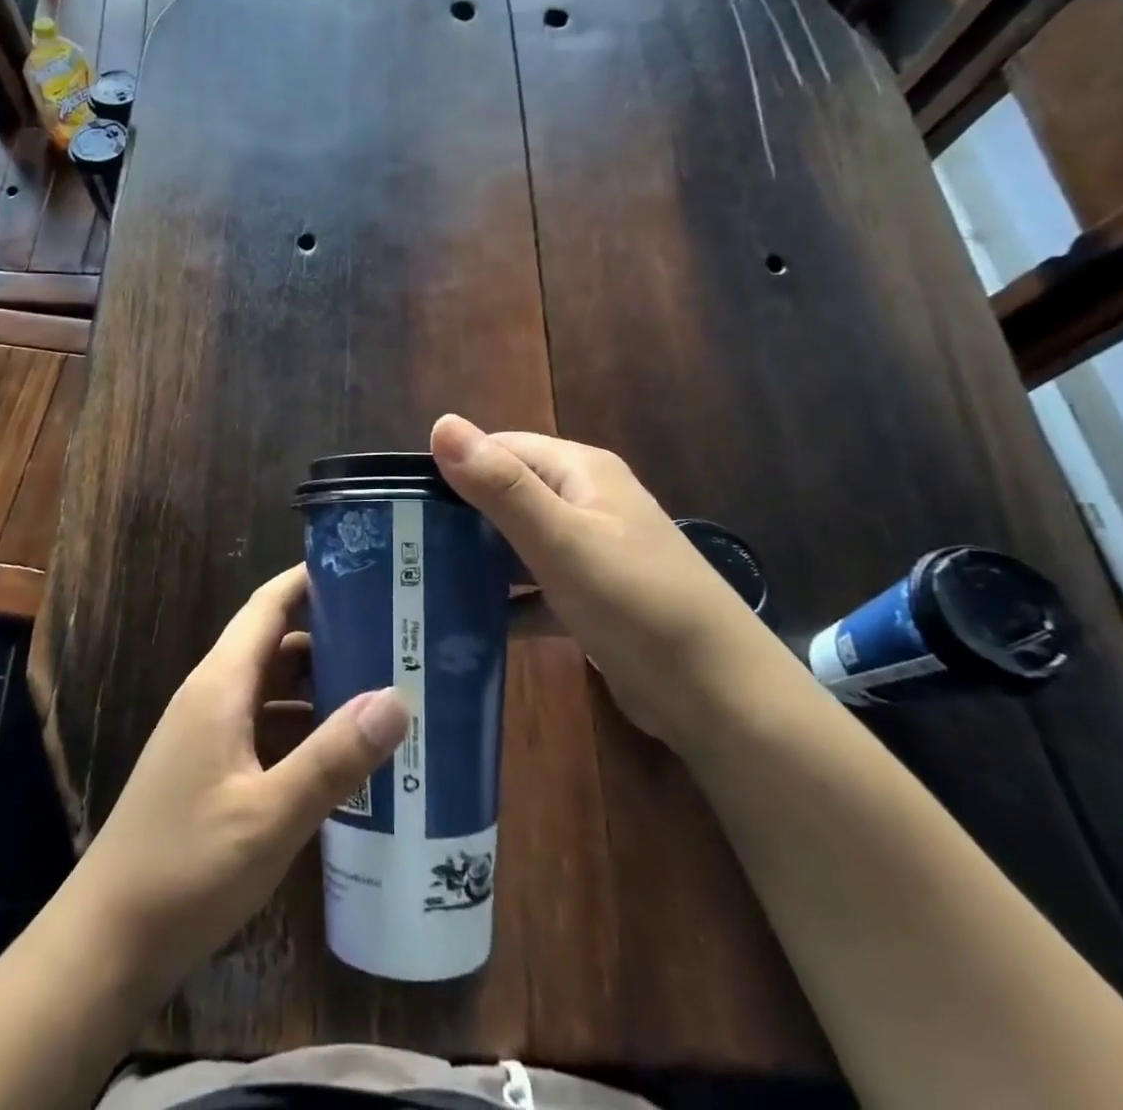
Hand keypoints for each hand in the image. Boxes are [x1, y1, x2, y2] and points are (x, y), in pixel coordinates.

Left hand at [67, 565, 408, 997]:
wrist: (107, 944)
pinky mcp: (210, 770)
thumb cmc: (186, 868)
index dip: (309, 579)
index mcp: (220, 685)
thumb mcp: (270, 816)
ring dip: (319, 686)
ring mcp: (208, 735)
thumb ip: (334, 757)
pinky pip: (264, 727)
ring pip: (272, 689)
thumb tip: (397, 698)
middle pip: (275, 645)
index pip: (267, 606)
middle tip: (395, 636)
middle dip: (330, 634)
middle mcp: (212, 696)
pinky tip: (342, 753)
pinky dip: (302, 727)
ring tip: (382, 688)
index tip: (363, 569)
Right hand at [431, 414, 784, 742]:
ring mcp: (590, 552)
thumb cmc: (637, 604)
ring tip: (420, 582)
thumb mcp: (561, 541)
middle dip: (458, 518)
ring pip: (517, 544)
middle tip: (402, 547)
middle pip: (506, 495)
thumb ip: (500, 486)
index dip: (453, 468)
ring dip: (478, 561)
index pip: (500, 449)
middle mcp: (586, 502)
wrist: (720, 697)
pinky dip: (505, 601)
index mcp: (580, 472)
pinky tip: (467, 623)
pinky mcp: (591, 598)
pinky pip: (534, 588)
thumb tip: (441, 424)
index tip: (402, 503)